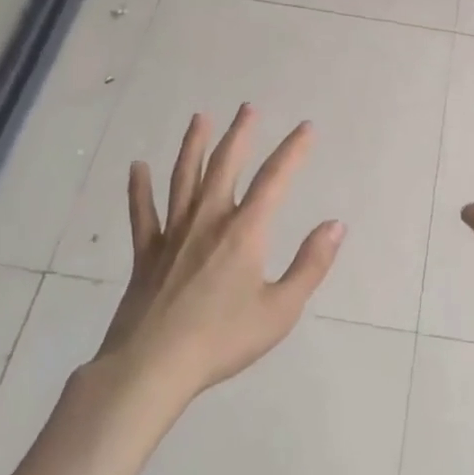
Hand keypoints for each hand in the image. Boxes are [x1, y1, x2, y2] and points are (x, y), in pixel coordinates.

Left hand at [93, 105, 344, 405]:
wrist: (152, 367)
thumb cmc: (222, 340)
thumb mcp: (280, 310)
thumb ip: (310, 265)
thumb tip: (336, 225)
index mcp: (245, 232)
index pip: (275, 179)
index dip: (293, 150)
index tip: (306, 128)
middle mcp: (208, 220)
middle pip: (225, 165)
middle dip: (240, 134)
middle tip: (248, 108)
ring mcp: (173, 234)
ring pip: (184, 178)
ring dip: (193, 145)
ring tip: (199, 118)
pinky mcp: (146, 253)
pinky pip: (143, 213)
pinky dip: (139, 189)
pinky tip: (137, 167)